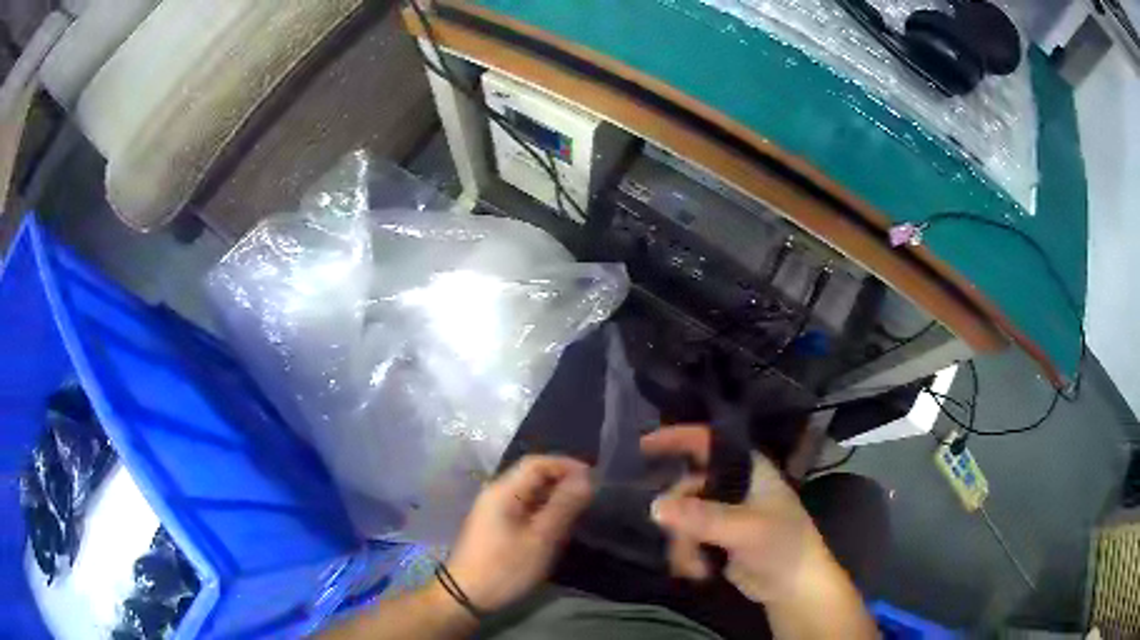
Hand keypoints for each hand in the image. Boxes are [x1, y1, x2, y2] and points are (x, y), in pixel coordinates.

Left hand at [445, 455, 591, 612]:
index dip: (566, 464)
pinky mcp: (495, 525)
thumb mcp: (540, 539)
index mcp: (503, 491)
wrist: (466, 596)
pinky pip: (523, 507)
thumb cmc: (505, 567)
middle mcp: (496, 493)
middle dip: (562, 479)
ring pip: (529, 492)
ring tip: (579, 508)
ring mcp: (493, 510)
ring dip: (554, 495)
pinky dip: (543, 509)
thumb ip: (563, 506)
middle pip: (532, 475)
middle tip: (590, 494)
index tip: (593, 477)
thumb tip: (585, 478)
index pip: (537, 463)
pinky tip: (558, 523)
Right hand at [643, 426, 831, 604]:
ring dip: (682, 544)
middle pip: (687, 488)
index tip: (643, 446)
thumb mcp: (745, 529)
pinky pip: (686, 539)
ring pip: (682, 518)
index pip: (709, 442)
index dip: (678, 438)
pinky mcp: (716, 539)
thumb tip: (655, 506)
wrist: (794, 587)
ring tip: (694, 565)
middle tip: (679, 540)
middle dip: (679, 518)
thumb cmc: (782, 546)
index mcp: (748, 469)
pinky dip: (686, 555)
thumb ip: (701, 517)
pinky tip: (697, 572)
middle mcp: (733, 486)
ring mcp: (723, 514)